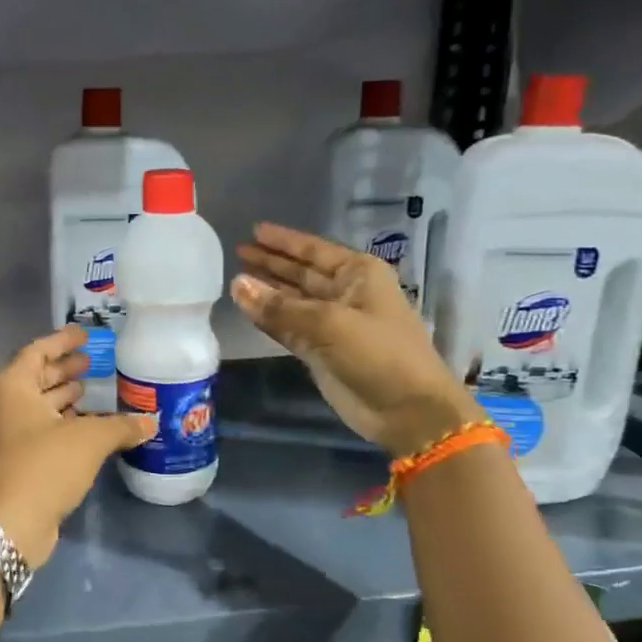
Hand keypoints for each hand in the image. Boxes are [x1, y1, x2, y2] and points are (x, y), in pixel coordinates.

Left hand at [0, 325, 155, 567]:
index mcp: (12, 387)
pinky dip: (62, 425)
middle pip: (35, 378)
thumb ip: (121, 426)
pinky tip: (88, 429)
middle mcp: (3, 407)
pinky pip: (39, 432)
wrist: (9, 524)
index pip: (37, 351)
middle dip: (63, 369)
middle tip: (93, 362)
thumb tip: (151, 422)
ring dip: (63, 398)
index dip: (62, 341)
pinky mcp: (14, 463)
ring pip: (37, 407)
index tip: (85, 334)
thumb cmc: (44, 465)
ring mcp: (5, 437)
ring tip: (93, 391)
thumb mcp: (89, 440)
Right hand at [234, 223, 483, 457]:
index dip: (284, 241)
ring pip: (292, 301)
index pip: (314, 250)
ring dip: (266, 291)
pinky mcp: (321, 351)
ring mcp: (332, 324)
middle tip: (237, 252)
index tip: (254, 230)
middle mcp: (346, 293)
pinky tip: (247, 309)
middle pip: (300, 273)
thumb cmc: (378, 353)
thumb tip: (237, 284)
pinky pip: (288, 328)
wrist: (406, 410)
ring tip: (234, 279)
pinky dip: (269, 319)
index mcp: (359, 274)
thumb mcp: (329, 323)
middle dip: (271, 263)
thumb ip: (279, 307)